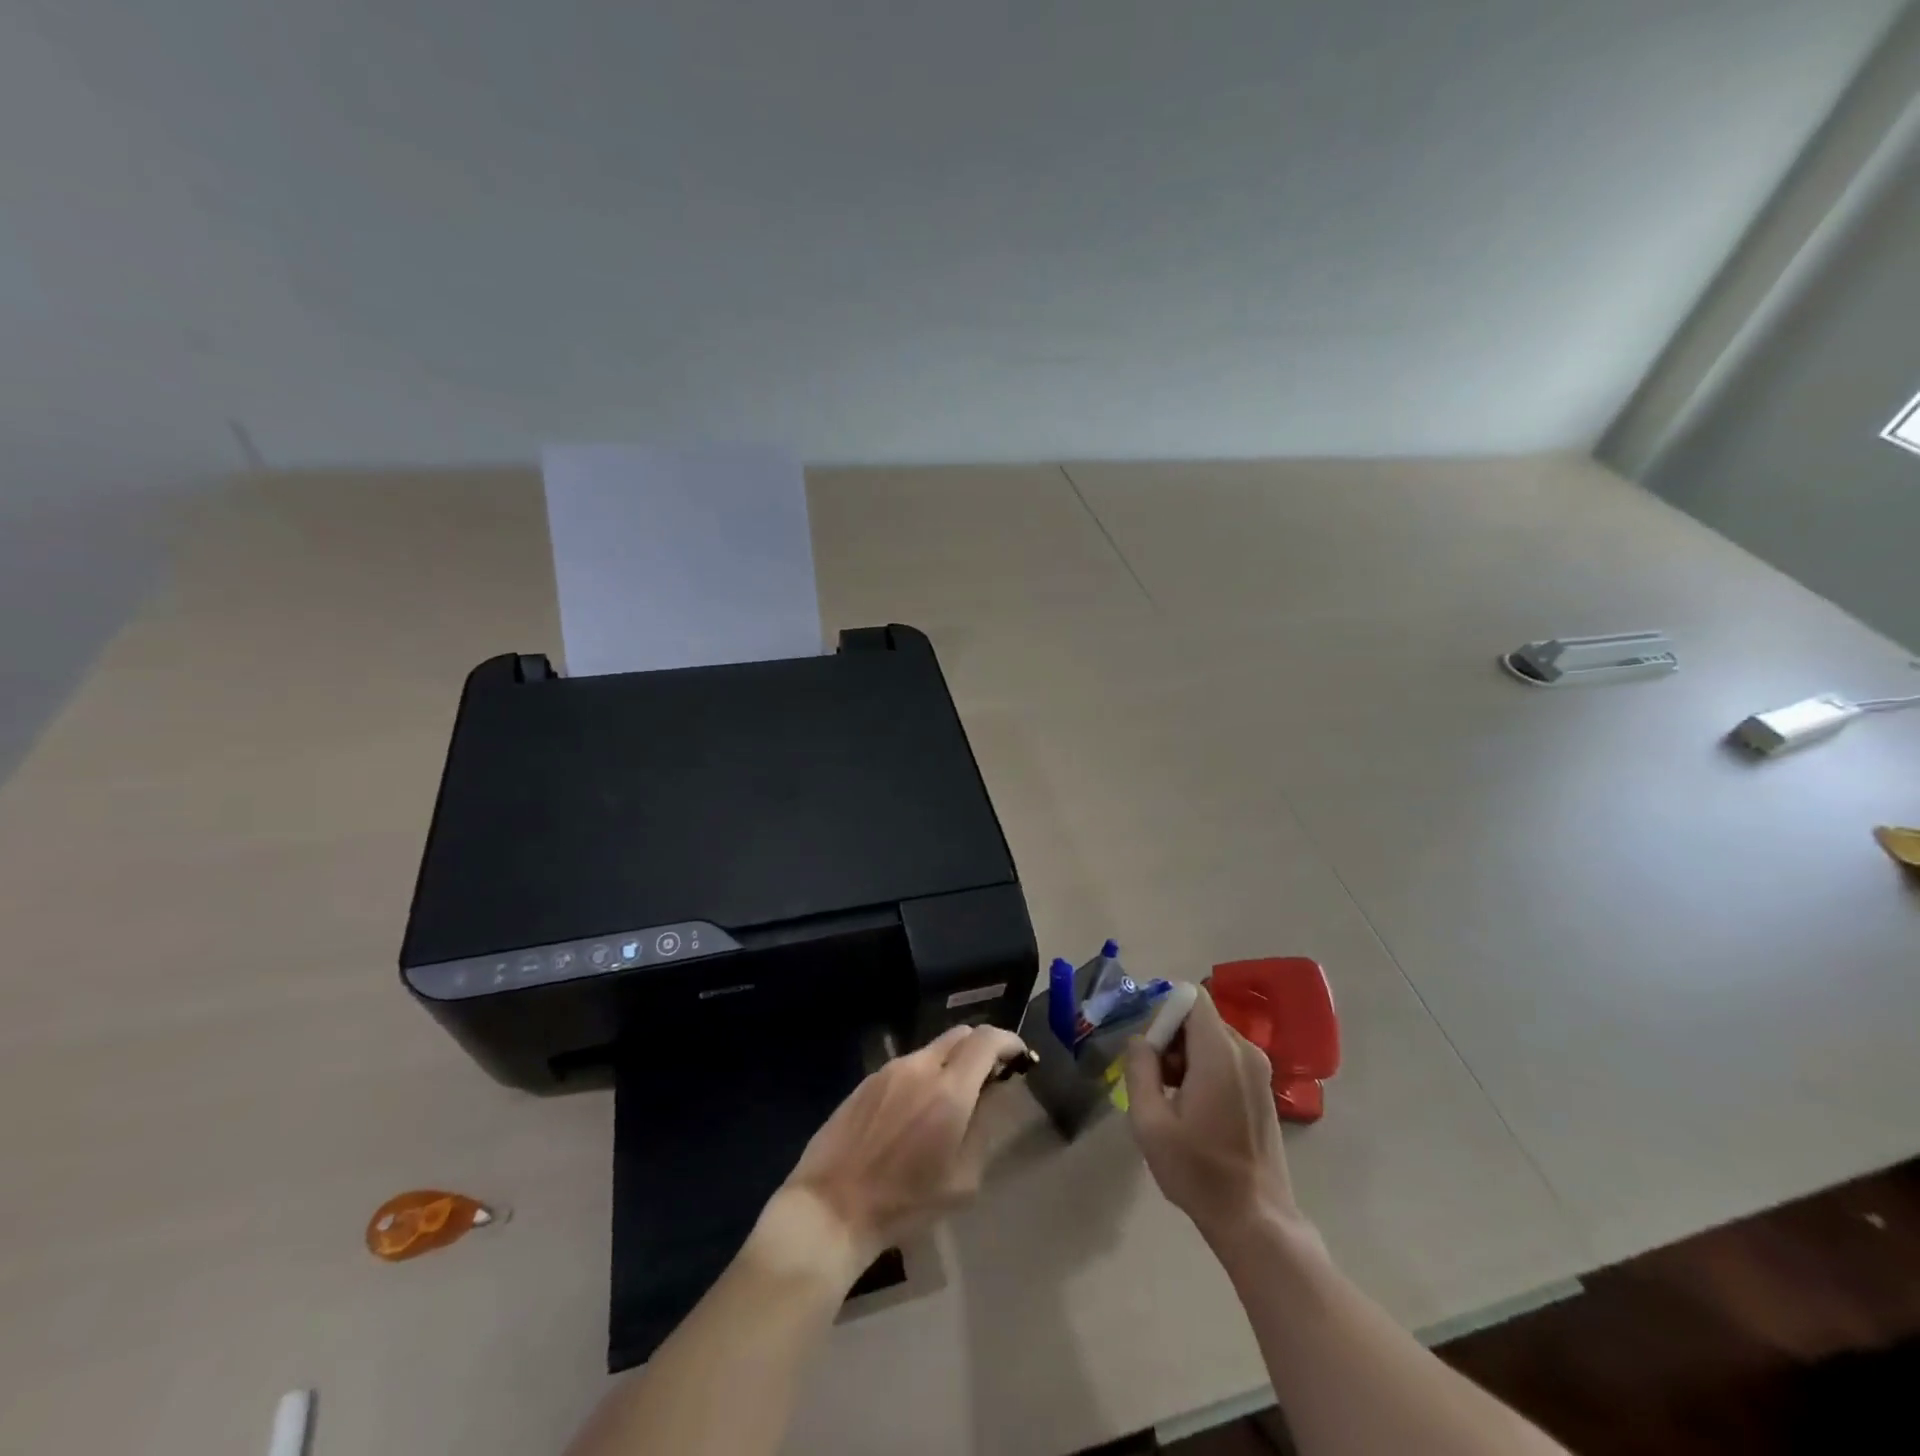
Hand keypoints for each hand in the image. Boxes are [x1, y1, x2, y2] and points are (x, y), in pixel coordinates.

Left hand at [777, 1023, 1027, 1269]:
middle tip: (990, 1077)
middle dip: (982, 1048)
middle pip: (961, 1034)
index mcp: (949, 1090)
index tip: (1020, 1057)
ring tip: (951, 1100)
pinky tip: (916, 1112)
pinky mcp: (867, 1080)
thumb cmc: (904, 1203)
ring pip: (932, 1049)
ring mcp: (889, 1069)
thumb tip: (994, 1093)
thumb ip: (983, 1127)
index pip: (987, 1040)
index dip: (1009, 1041)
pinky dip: (924, 1075)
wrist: (831, 1207)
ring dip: (951, 1063)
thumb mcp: (962, 1180)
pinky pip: (907, 1066)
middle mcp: (920, 1067)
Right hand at [1123, 988, 1305, 1245]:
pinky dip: (1206, 1069)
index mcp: (1219, 1052)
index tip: (1150, 1051)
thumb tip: (1140, 1039)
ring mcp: (1260, 1070)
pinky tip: (1196, 1110)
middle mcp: (1245, 1051)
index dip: (1164, 1014)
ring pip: (1212, 1038)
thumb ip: (1139, 1069)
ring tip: (1173, 1099)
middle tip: (1156, 1081)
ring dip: (1186, 1056)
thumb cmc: (1198, 1171)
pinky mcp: (1264, 1089)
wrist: (1256, 1220)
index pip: (1191, 998)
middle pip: (1199, 1018)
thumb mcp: (1150, 1122)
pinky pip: (1227, 1058)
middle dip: (1171, 1039)